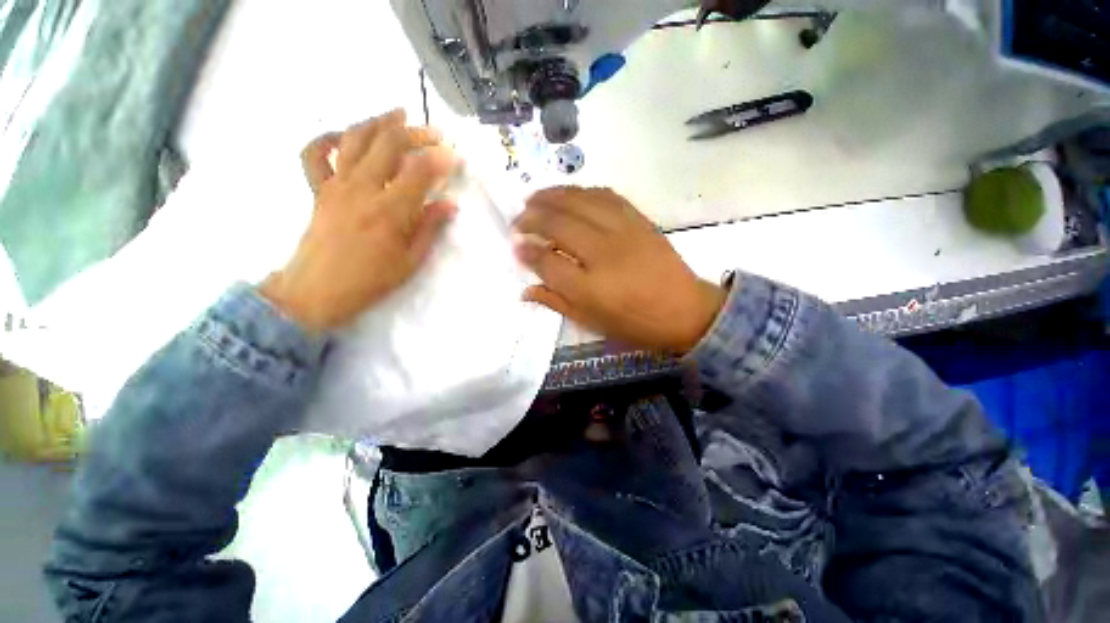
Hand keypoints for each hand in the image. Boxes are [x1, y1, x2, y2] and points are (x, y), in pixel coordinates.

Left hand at [260, 109, 457, 330]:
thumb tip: (450, 205)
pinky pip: (315, 153)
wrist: (317, 291)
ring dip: (378, 122)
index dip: (441, 158)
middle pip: (389, 144)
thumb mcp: (411, 261)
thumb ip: (430, 228)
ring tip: (397, 115)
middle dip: (416, 133)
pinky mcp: (318, 189)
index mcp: (390, 211)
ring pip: (355, 138)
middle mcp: (362, 189)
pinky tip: (346, 136)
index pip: (420, 171)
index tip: (455, 155)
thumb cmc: (371, 281)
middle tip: (435, 134)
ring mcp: (336, 185)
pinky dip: (329, 137)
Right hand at [513, 187, 725, 353]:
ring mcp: (623, 232)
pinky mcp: (639, 220)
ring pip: (580, 202)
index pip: (547, 262)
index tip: (514, 245)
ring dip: (552, 196)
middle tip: (517, 219)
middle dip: (532, 218)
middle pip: (559, 225)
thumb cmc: (635, 324)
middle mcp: (603, 254)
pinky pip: (606, 196)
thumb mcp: (592, 323)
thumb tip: (526, 290)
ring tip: (533, 197)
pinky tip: (569, 194)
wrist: (685, 311)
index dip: (526, 252)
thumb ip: (557, 303)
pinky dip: (582, 191)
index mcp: (590, 288)